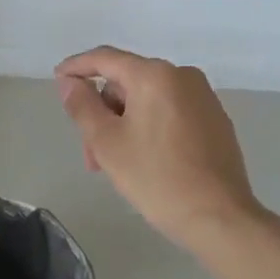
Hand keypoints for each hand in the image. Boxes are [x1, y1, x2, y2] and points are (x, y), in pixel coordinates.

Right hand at [54, 46, 259, 252]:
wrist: (222, 219)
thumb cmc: (157, 178)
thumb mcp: (107, 143)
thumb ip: (83, 106)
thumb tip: (69, 82)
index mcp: (154, 75)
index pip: (105, 58)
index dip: (76, 67)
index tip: (57, 79)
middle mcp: (182, 76)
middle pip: (127, 82)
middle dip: (103, 111)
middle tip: (90, 151)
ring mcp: (203, 98)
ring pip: (148, 99)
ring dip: (125, 123)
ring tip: (116, 164)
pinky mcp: (216, 120)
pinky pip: (171, 111)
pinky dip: (150, 126)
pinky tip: (145, 160)